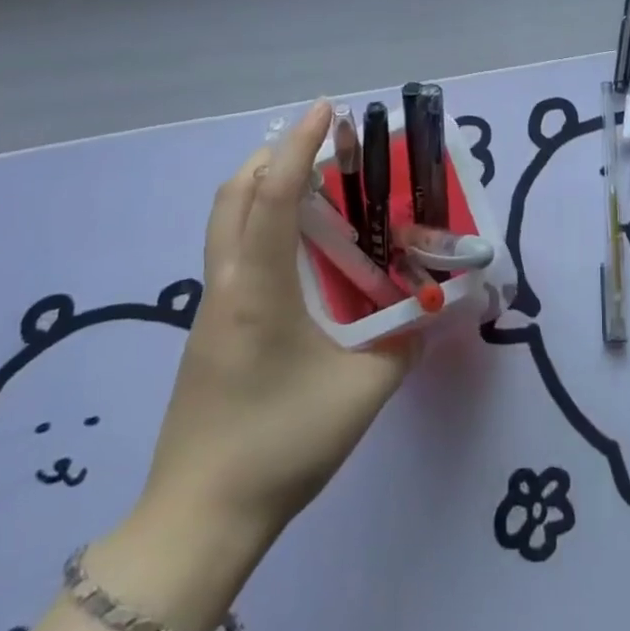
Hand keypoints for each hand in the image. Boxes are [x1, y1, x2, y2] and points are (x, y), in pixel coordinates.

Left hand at [135, 100, 416, 542]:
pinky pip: (233, 253)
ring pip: (227, 222)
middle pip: (234, 195)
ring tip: (315, 192)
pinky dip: (261, 225)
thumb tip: (430, 310)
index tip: (325, 109)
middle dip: (274, 157)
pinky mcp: (210, 331)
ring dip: (264, 190)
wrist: (199, 521)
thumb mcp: (362, 392)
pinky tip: (299, 254)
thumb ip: (404, 342)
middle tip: (323, 150)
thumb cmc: (280, 444)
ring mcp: (212, 308)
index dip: (298, 146)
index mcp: (258, 288)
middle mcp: (227, 285)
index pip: (271, 196)